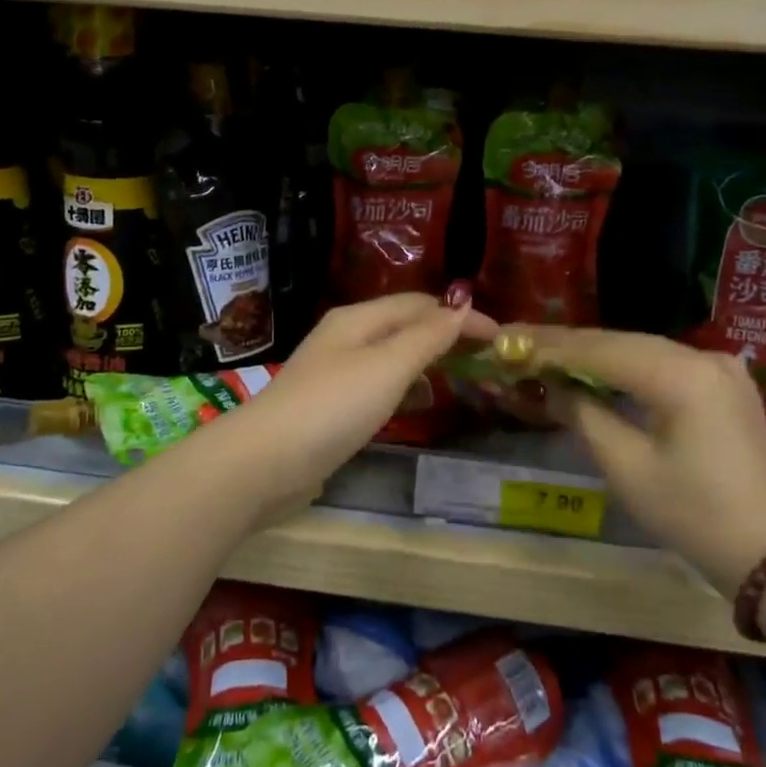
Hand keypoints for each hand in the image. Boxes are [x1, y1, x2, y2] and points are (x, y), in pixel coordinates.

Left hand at [225, 294, 495, 507]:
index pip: (419, 304)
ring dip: (426, 358)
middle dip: (444, 333)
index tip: (500, 337)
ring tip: (460, 374)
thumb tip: (460, 306)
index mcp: (357, 319)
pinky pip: (378, 384)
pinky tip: (418, 402)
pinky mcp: (329, 406)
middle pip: (403, 325)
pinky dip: (405, 385)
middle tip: (484, 354)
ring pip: (390, 355)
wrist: (266, 462)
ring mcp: (334, 373)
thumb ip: (426, 337)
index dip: (459, 315)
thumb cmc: (332, 406)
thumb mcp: (386, 366)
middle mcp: (344, 338)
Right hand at [523, 327, 765, 595]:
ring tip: (545, 354)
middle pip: (621, 342)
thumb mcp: (626, 467)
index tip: (507, 341)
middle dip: (568, 345)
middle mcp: (705, 357)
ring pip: (642, 350)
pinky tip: (595, 370)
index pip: (601, 350)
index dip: (550, 346)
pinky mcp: (725, 386)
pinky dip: (626, 368)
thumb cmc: (693, 514)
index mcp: (682, 375)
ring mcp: (721, 368)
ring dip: (594, 355)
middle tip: (518, 344)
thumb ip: (583, 414)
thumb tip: (549, 386)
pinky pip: (664, 366)